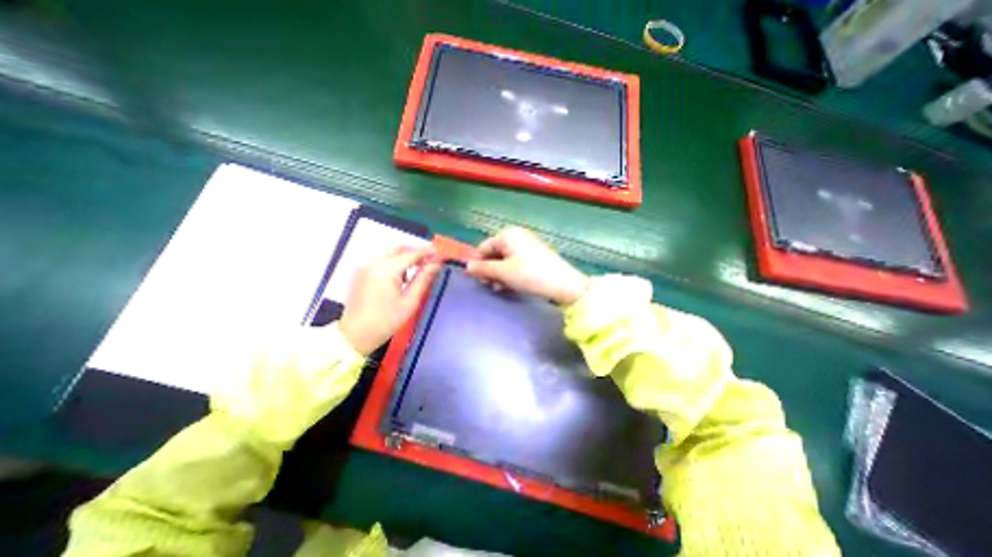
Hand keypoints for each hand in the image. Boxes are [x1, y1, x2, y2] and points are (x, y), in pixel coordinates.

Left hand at [340, 246, 438, 354]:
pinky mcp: (360, 271)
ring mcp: (364, 265)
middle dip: (414, 251)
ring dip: (403, 256)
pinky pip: (380, 259)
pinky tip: (400, 276)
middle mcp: (373, 262)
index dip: (427, 252)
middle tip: (428, 261)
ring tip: (416, 270)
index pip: (411, 254)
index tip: (440, 254)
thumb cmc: (386, 321)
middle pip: (398, 247)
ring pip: (388, 251)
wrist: (355, 335)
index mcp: (386, 269)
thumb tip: (436, 264)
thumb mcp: (410, 301)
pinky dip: (393, 261)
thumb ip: (424, 279)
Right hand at [468, 227, 582, 305]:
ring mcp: (528, 244)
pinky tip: (512, 285)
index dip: (478, 264)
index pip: (483, 248)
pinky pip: (517, 262)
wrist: (563, 284)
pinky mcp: (536, 254)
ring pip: (506, 259)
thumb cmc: (529, 275)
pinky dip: (512, 273)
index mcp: (507, 234)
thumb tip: (467, 266)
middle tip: (490, 287)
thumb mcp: (503, 272)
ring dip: (500, 274)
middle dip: (490, 270)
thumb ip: (483, 268)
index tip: (478, 281)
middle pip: (494, 253)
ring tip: (501, 289)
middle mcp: (517, 235)